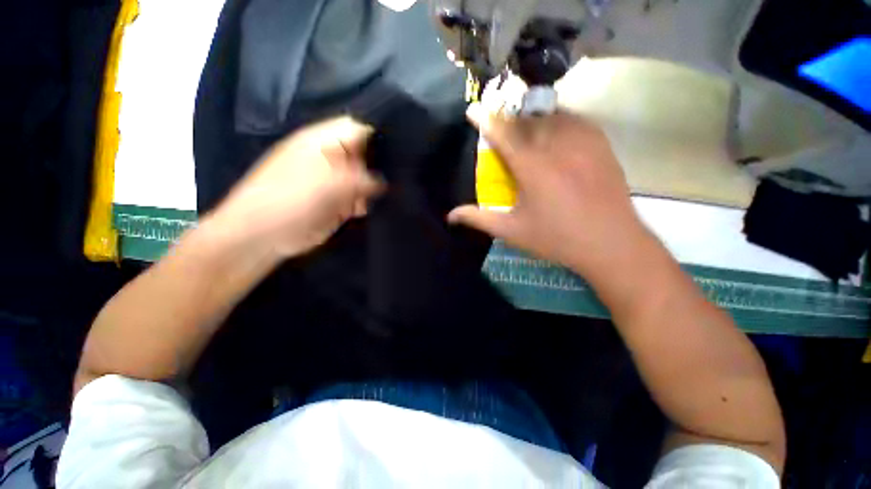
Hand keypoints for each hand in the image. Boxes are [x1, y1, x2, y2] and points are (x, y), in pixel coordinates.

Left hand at [209, 116, 383, 258]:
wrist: (263, 235)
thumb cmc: (290, 201)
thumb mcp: (329, 185)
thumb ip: (362, 179)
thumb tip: (385, 181)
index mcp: (323, 141)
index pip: (360, 129)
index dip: (381, 137)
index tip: (401, 155)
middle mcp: (331, 158)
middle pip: (366, 155)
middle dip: (380, 168)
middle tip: (394, 183)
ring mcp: (334, 180)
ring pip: (365, 179)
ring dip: (371, 190)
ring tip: (371, 201)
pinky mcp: (335, 200)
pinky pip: (358, 198)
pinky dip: (363, 203)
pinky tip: (360, 210)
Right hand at [449, 104, 646, 278]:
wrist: (610, 243)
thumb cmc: (556, 238)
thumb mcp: (512, 231)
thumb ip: (479, 218)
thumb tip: (450, 216)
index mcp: (531, 167)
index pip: (502, 133)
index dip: (485, 119)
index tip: (473, 110)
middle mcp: (556, 146)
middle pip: (526, 119)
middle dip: (509, 119)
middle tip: (501, 129)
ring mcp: (582, 142)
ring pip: (551, 116)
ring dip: (533, 119)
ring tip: (526, 131)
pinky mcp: (601, 144)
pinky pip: (575, 120)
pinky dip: (559, 121)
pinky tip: (556, 133)